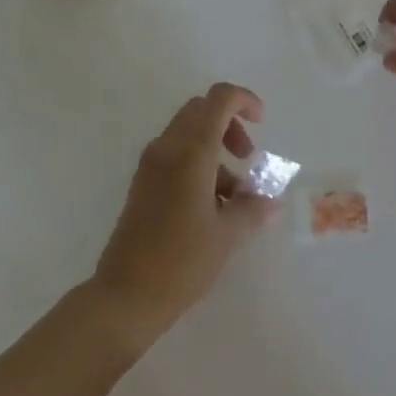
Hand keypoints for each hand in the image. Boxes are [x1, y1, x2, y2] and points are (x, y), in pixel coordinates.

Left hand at [89, 83, 277, 348]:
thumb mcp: (227, 235)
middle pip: (202, 110)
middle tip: (248, 157)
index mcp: (191, 150)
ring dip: (216, 148)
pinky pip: (175, 154)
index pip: (219, 98)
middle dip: (230, 125)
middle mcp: (168, 147)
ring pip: (188, 132)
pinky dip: (198, 163)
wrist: (125, 297)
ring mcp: (151, 164)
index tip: (262, 123)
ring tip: (234, 195)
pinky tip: (212, 206)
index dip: (244, 100)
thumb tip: (270, 200)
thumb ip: (252, 209)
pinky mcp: (143, 183)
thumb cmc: (181, 262)